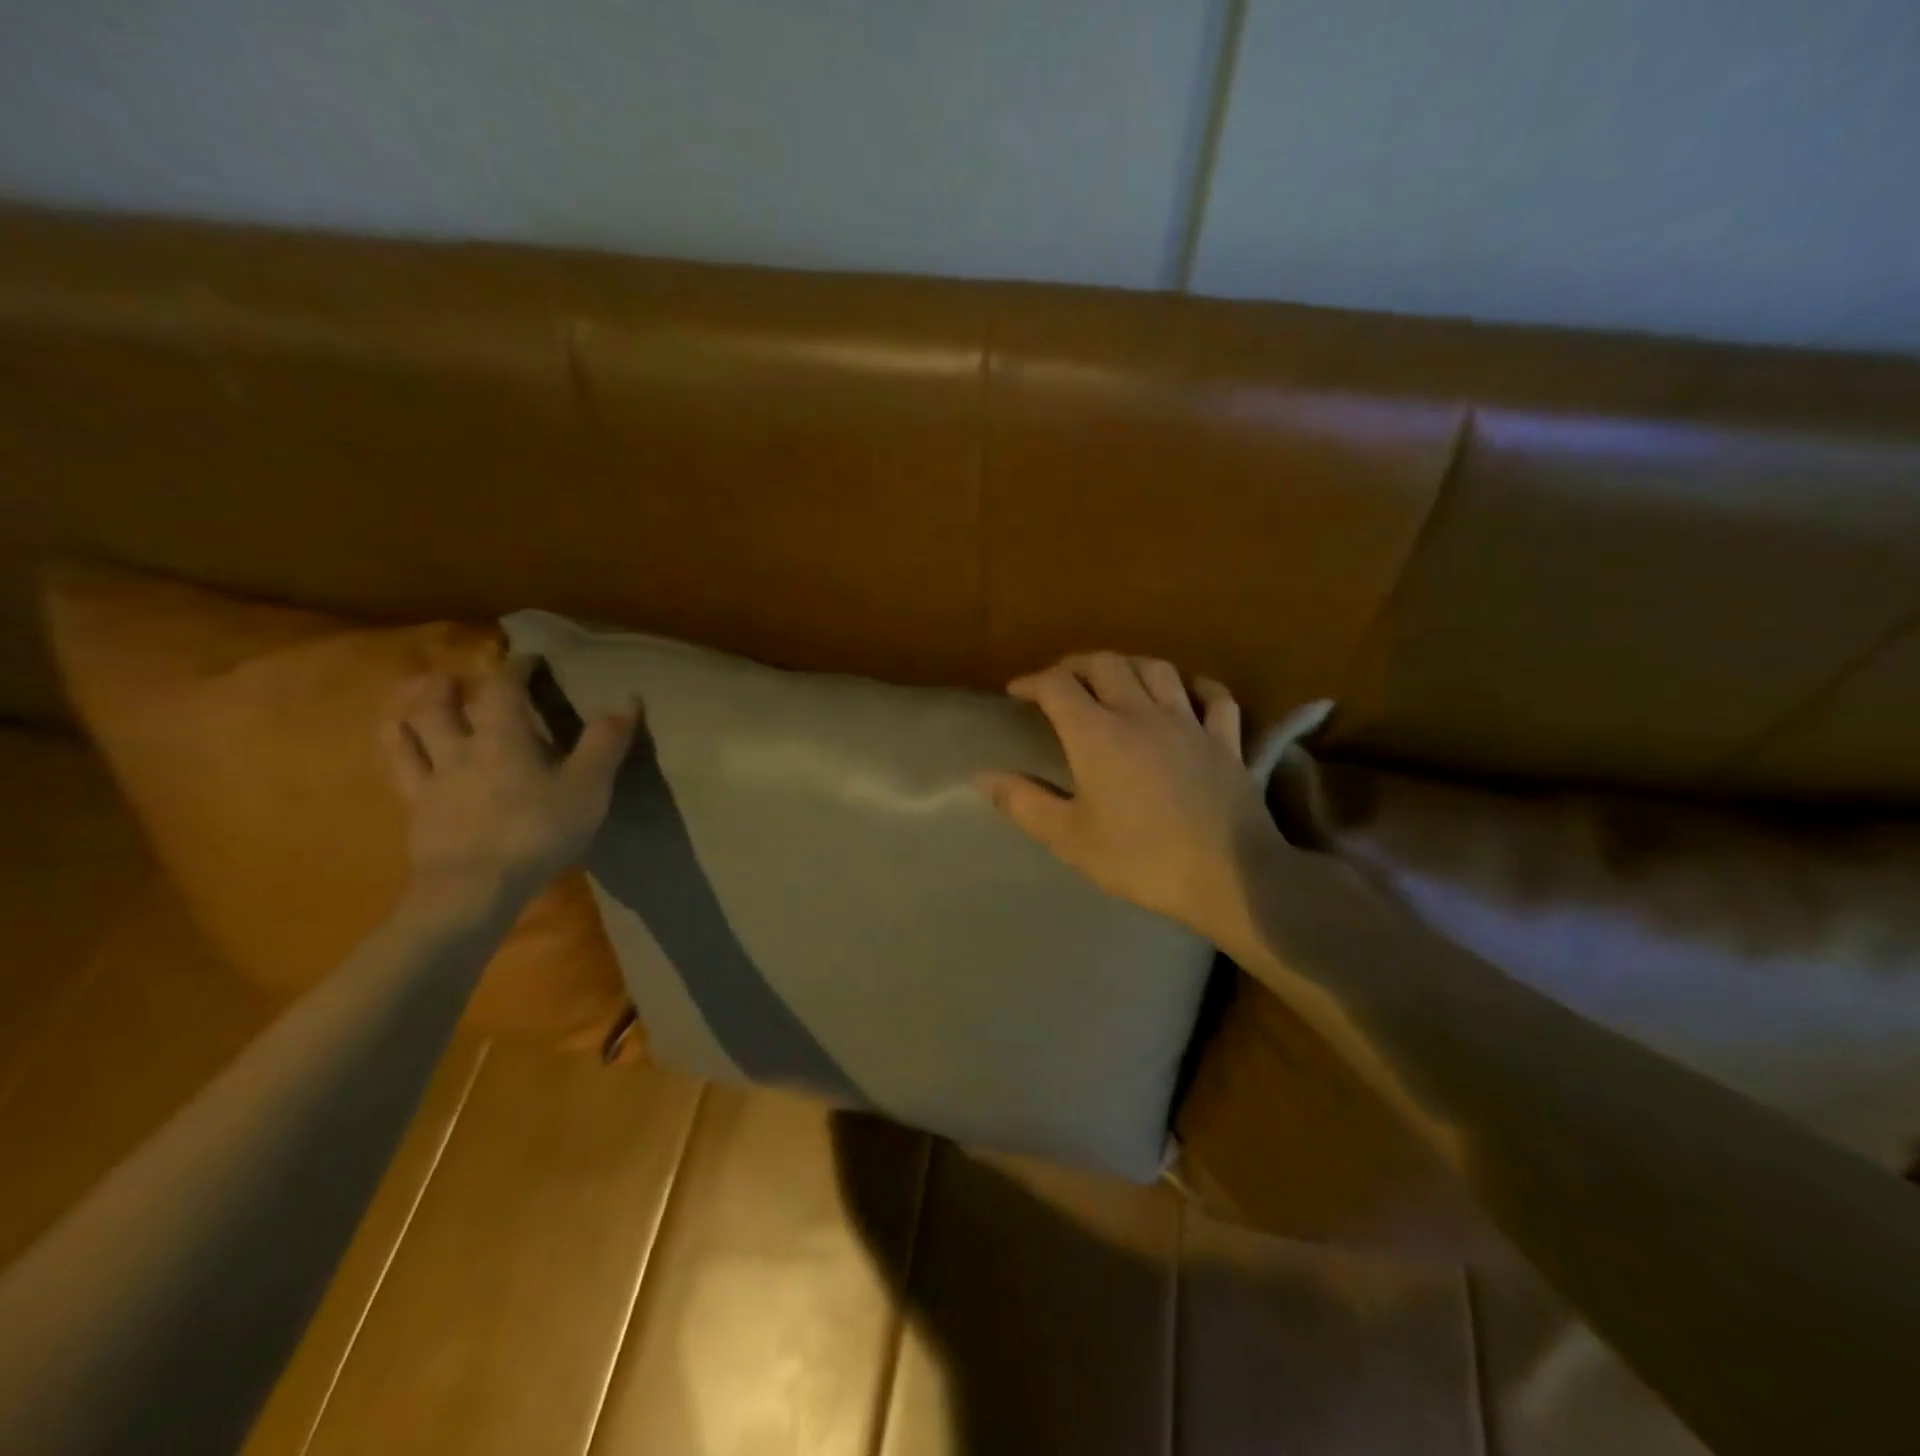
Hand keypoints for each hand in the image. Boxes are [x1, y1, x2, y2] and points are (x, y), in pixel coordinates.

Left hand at [381, 657, 635, 914]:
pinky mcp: (418, 813)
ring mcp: (433, 782)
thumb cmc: (538, 832)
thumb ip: (605, 742)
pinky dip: (397, 751)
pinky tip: (396, 749)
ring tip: (411, 701)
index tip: (525, 658)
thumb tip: (628, 698)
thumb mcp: (587, 787)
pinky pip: (401, 773)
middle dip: (450, 686)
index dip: (515, 669)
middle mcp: (461, 750)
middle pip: (442, 706)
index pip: (504, 690)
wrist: (474, 888)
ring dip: (411, 711)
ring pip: (411, 734)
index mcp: (503, 738)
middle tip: (454, 675)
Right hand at [978, 652, 1283, 949]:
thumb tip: (982, 778)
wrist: (1230, 875)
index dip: (1032, 682)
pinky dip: (1196, 688)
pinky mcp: (1225, 740)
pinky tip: (1187, 694)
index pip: (1057, 686)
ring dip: (1129, 666)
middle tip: (1060, 682)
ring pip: (1157, 669)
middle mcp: (1141, 713)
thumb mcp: (1070, 838)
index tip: (1016, 693)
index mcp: (1097, 734)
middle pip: (1106, 664)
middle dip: (1076, 665)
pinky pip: (1214, 698)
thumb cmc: (1141, 859)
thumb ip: (1024, 803)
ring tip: (1116, 680)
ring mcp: (1189, 722)